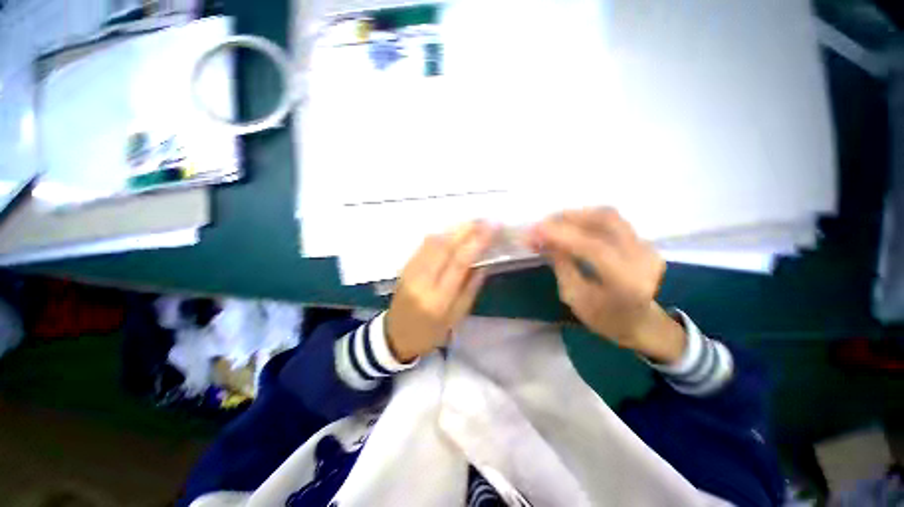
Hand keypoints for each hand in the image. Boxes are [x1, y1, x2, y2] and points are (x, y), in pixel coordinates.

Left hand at [386, 222, 495, 361]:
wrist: (396, 335)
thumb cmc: (431, 332)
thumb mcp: (456, 318)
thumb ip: (470, 289)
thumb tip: (483, 262)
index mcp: (438, 299)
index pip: (459, 263)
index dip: (477, 242)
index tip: (493, 228)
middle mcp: (422, 281)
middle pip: (445, 246)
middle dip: (466, 229)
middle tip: (485, 219)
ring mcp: (410, 271)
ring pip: (433, 241)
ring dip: (454, 229)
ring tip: (472, 223)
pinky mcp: (404, 266)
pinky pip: (423, 244)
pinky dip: (441, 234)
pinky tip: (453, 231)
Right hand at [527, 208, 685, 363]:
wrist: (640, 322)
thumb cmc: (603, 317)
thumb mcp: (575, 297)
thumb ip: (561, 265)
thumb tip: (543, 240)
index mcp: (627, 283)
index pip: (594, 248)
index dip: (562, 235)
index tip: (534, 230)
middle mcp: (642, 259)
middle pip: (604, 221)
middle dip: (567, 218)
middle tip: (540, 225)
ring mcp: (645, 246)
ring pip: (607, 215)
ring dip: (574, 215)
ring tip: (550, 223)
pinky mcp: (641, 239)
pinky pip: (610, 220)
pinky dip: (584, 218)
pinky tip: (568, 225)